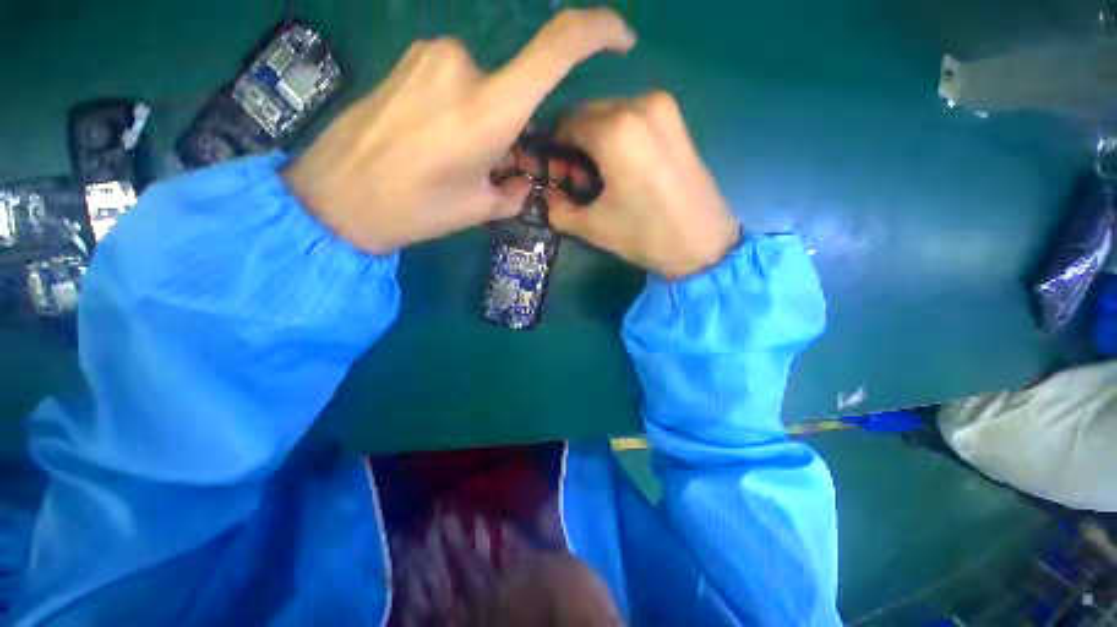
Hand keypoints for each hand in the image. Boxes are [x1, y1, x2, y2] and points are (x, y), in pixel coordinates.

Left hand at [283, 10, 635, 253]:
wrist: (337, 198)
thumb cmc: (415, 209)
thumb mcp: (478, 208)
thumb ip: (512, 192)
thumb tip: (522, 181)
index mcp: (490, 110)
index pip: (557, 48)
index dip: (597, 31)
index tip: (620, 39)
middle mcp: (465, 67)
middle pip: (515, 88)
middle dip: (511, 126)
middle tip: (485, 163)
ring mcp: (431, 55)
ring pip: (482, 86)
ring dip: (483, 119)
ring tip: (451, 156)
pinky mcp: (408, 59)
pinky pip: (453, 78)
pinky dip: (458, 107)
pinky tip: (430, 137)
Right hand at [543, 92, 739, 278]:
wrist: (703, 245)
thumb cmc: (645, 234)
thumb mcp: (592, 227)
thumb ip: (558, 209)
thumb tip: (548, 195)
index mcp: (615, 129)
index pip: (566, 124)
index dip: (557, 151)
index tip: (560, 177)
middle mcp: (640, 104)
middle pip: (589, 114)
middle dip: (577, 145)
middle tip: (583, 181)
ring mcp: (664, 108)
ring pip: (611, 114)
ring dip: (598, 141)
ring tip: (607, 178)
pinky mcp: (678, 120)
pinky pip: (634, 118)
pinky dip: (620, 137)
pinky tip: (627, 169)